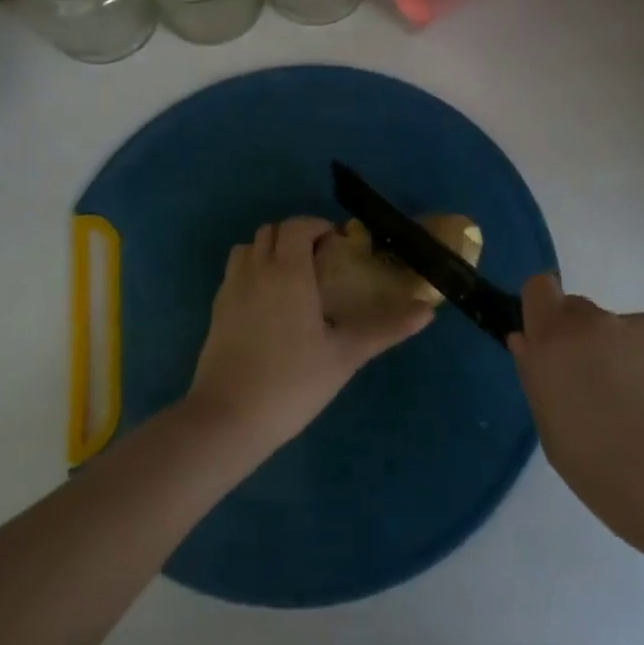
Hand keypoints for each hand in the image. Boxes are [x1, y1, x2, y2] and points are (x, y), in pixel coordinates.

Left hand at [185, 218, 434, 451]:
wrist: (228, 418)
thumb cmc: (292, 382)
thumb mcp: (345, 355)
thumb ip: (386, 328)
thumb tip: (427, 310)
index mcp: (287, 270)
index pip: (298, 226)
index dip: (318, 227)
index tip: (338, 247)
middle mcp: (255, 269)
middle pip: (271, 231)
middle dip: (296, 236)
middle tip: (320, 262)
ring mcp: (230, 288)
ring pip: (248, 248)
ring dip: (270, 251)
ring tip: (292, 280)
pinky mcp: (216, 310)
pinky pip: (235, 273)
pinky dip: (253, 272)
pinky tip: (269, 306)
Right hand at [509, 274, 643, 572]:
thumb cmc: (622, 485)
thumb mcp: (560, 444)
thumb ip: (540, 383)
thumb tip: (528, 342)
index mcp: (556, 344)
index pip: (538, 289)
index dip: (543, 313)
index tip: (552, 351)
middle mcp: (597, 325)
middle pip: (579, 313)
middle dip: (583, 344)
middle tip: (602, 398)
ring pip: (622, 335)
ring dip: (625, 362)